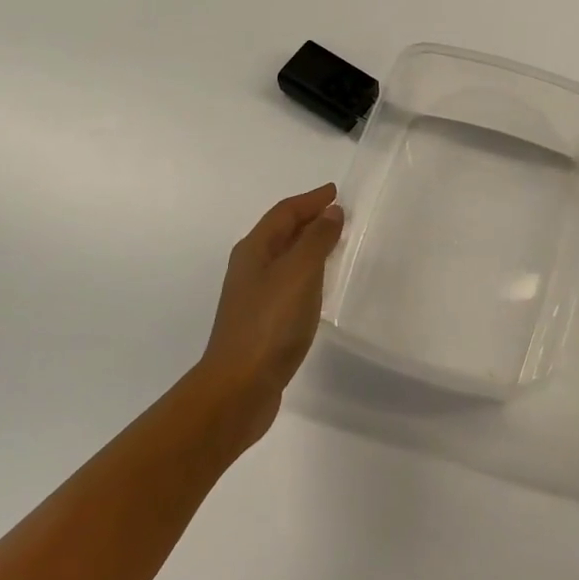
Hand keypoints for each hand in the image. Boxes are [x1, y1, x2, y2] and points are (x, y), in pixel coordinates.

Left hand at [196, 184, 345, 440]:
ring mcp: (253, 296)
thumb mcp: (299, 274)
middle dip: (308, 219)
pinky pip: (288, 283)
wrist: (239, 388)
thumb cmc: (270, 324)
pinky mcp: (262, 321)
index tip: (335, 192)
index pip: (284, 213)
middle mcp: (250, 267)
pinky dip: (306, 273)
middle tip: (339, 215)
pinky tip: (319, 287)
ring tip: (334, 244)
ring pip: (284, 258)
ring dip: (308, 246)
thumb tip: (331, 213)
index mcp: (254, 250)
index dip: (310, 200)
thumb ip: (316, 240)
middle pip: (281, 232)